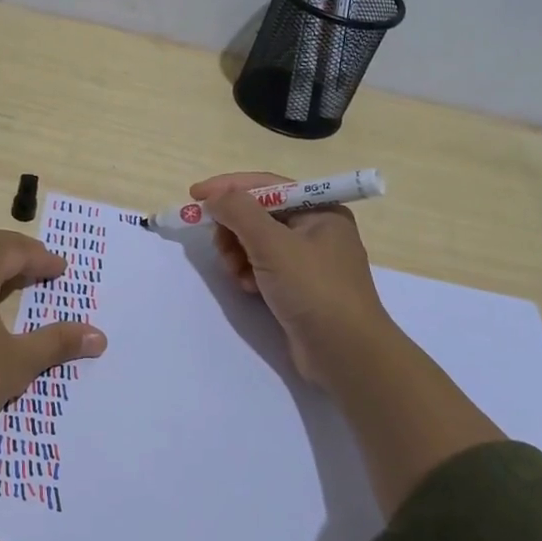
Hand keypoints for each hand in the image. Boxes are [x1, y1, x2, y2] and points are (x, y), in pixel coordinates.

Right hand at [192, 171, 392, 393]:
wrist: (346, 354)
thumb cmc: (314, 289)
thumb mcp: (273, 244)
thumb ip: (240, 212)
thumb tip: (215, 196)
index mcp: (320, 210)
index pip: (266, 186)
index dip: (228, 187)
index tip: (195, 195)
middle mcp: (316, 229)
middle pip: (259, 214)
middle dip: (234, 227)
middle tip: (220, 246)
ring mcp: (308, 260)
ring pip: (257, 242)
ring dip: (238, 253)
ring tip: (235, 272)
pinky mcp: (299, 286)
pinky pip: (263, 266)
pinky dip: (249, 272)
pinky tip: (248, 287)